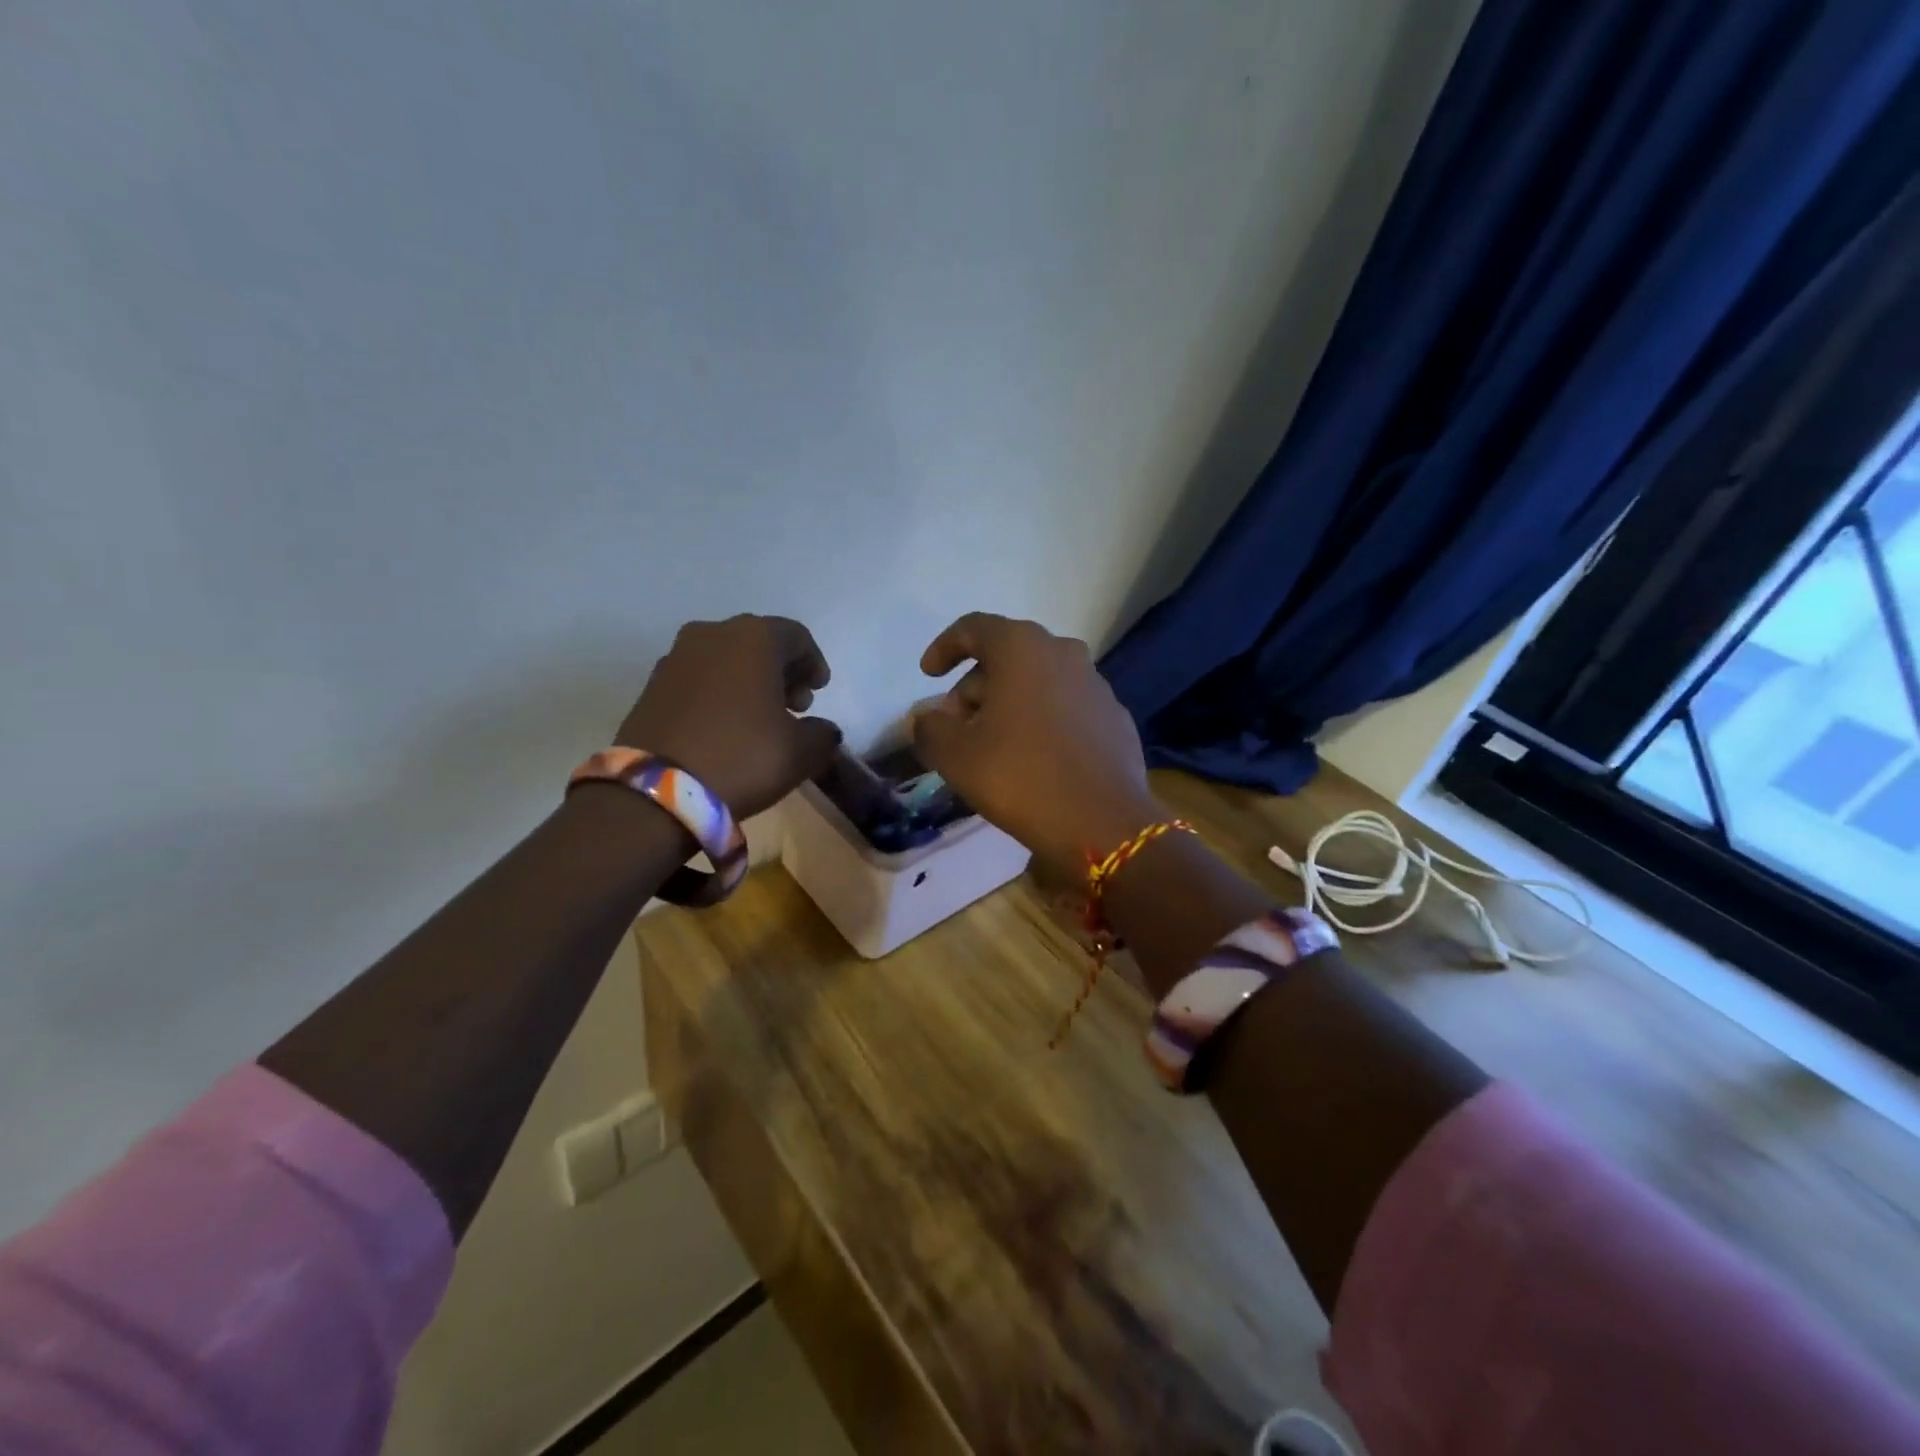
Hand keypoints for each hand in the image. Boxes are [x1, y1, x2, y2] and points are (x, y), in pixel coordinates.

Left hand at [617, 616, 841, 818]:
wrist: (657, 792)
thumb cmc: (743, 757)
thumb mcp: (801, 752)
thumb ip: (822, 734)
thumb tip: (821, 729)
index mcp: (754, 638)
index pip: (796, 636)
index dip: (814, 662)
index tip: (820, 691)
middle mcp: (712, 635)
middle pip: (758, 643)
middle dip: (782, 671)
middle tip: (795, 706)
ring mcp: (675, 658)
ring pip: (725, 659)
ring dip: (749, 681)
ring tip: (761, 718)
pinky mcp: (651, 685)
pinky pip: (699, 678)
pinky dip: (719, 692)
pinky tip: (726, 726)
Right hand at [910, 613, 1158, 876]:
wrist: (1103, 822)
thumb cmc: (1020, 776)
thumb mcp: (956, 755)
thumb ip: (930, 728)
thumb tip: (929, 719)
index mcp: (1022, 648)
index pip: (974, 628)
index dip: (944, 647)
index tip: (928, 676)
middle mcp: (1063, 653)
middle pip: (1006, 656)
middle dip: (974, 687)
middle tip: (956, 727)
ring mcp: (1096, 684)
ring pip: (1038, 682)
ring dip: (1009, 704)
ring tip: (992, 746)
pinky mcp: (1114, 717)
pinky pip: (1066, 707)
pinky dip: (1042, 721)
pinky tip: (1034, 759)